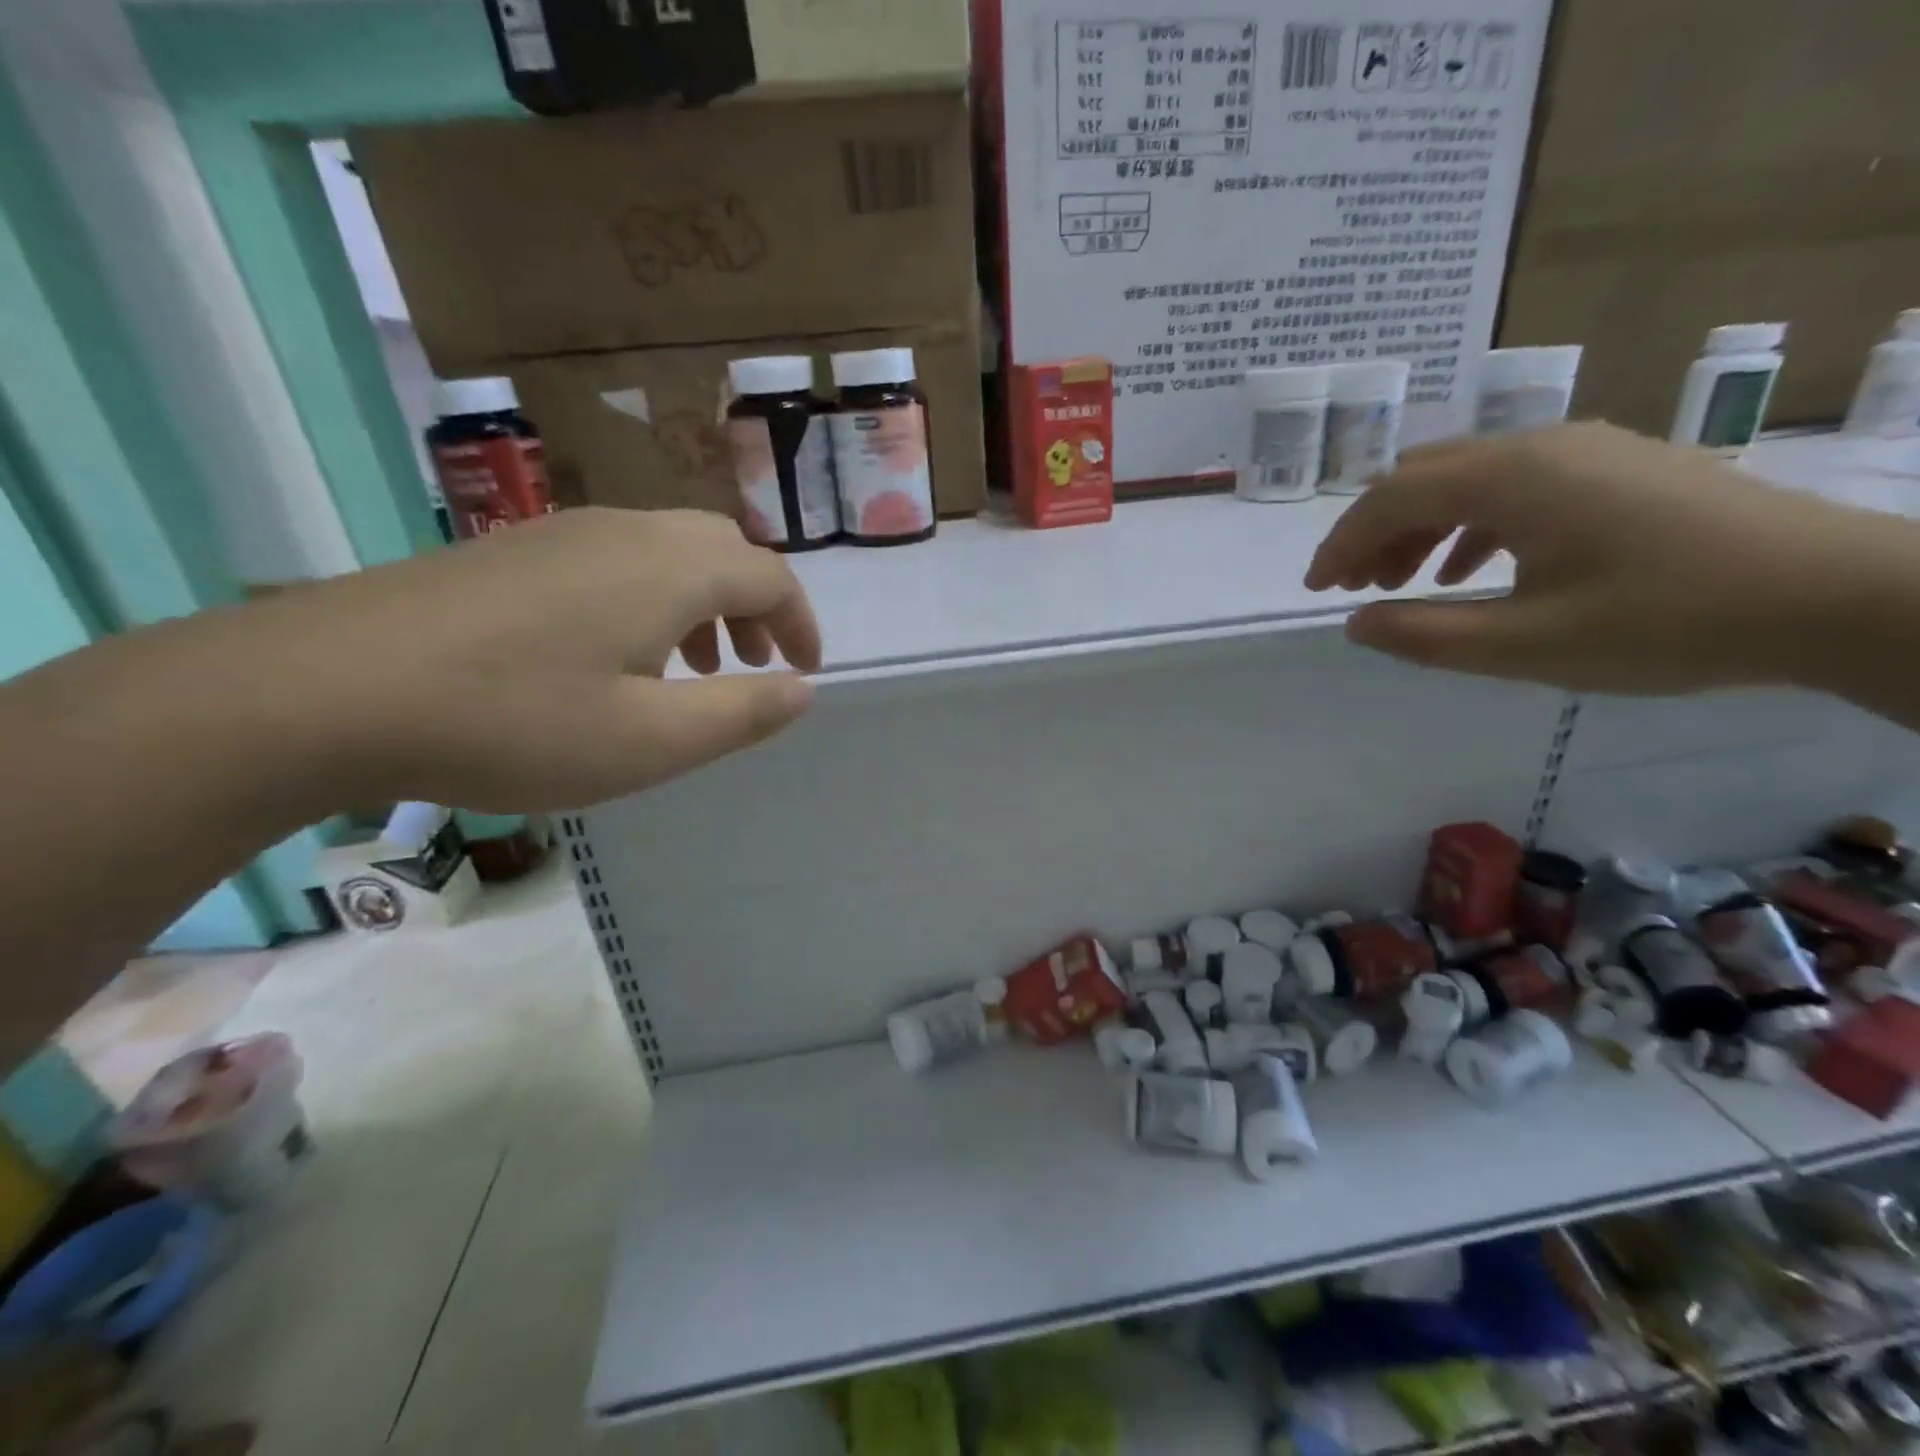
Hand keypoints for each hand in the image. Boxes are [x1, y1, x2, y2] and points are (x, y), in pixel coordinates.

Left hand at [223, 508, 821, 809]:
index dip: (800, 623)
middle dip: (754, 607)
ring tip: (690, 667)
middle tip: (749, 666)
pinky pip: (616, 559)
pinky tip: (614, 655)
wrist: (326, 689)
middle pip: (722, 550)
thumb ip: (742, 712)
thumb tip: (804, 689)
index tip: (806, 670)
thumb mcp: (651, 740)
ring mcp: (563, 534)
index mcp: (670, 570)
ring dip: (702, 603)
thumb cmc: (514, 721)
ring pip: (668, 552)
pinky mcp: (515, 551)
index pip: (769, 576)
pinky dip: (650, 599)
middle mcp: (627, 532)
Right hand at [1304, 421, 1888, 694]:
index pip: (1390, 498)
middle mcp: (1539, 446)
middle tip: (1355, 588)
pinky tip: (1475, 569)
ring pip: (1467, 477)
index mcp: (1510, 478)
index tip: (1316, 590)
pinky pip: (1515, 483)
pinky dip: (1472, 523)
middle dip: (1374, 531)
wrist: (1835, 595)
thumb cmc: (1665, 621)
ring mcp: (1585, 449)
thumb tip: (1356, 622)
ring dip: (1420, 527)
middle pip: (1422, 477)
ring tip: (1405, 584)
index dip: (1340, 544)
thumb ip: (1424, 635)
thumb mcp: (1524, 645)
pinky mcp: (1617, 466)